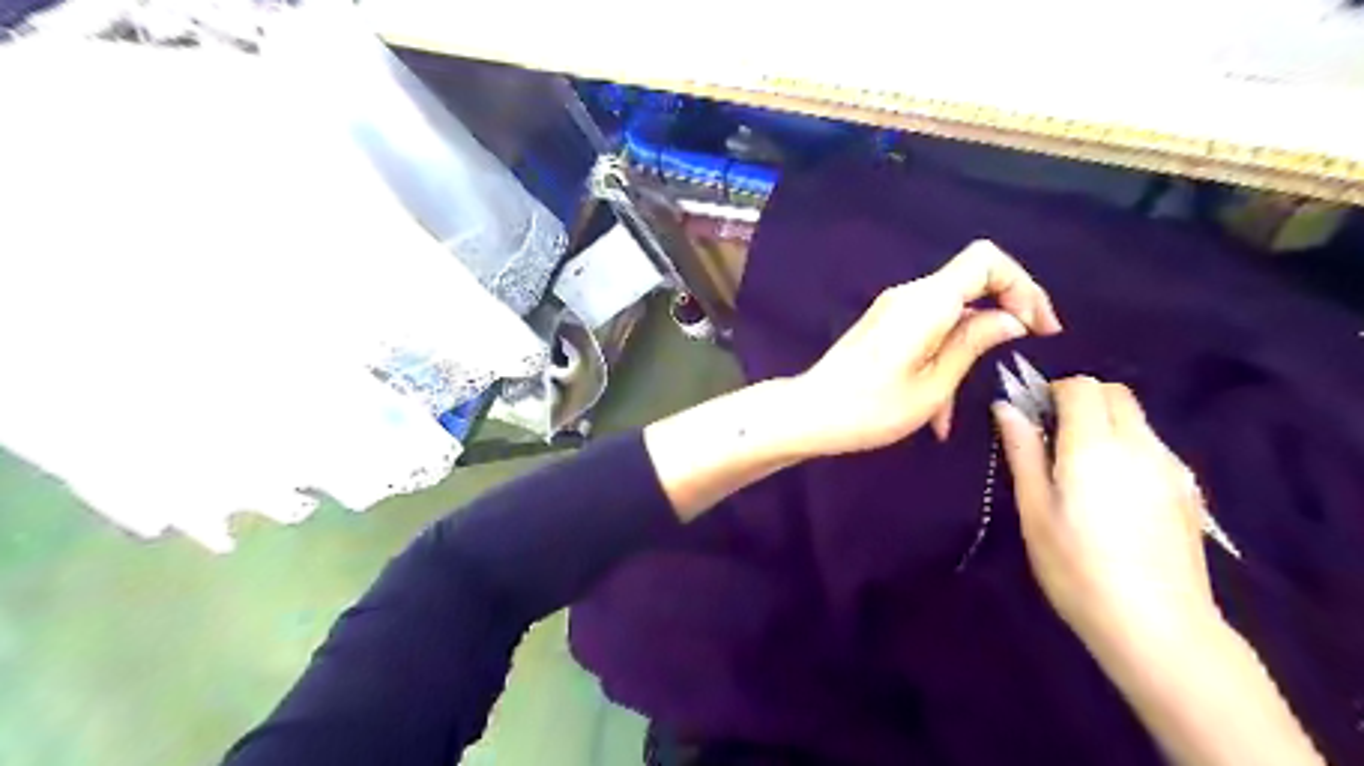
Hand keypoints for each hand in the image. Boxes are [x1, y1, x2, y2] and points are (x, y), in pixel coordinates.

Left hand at [794, 238, 1057, 453]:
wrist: (811, 413)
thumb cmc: (871, 408)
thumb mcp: (933, 385)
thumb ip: (973, 344)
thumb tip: (1011, 319)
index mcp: (926, 303)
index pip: (987, 260)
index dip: (1023, 286)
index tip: (1039, 328)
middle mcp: (910, 295)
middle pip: (973, 280)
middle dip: (1006, 311)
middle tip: (1027, 349)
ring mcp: (894, 309)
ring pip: (952, 310)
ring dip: (972, 343)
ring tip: (967, 400)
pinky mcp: (885, 325)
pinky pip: (929, 326)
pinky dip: (946, 353)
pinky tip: (939, 406)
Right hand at [992, 378, 1225, 652]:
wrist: (1157, 626)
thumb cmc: (1077, 567)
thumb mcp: (1034, 510)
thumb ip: (1023, 452)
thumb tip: (1006, 408)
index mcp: (1094, 446)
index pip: (1081, 386)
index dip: (1053, 392)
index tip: (1034, 418)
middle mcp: (1139, 444)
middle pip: (1115, 393)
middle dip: (1082, 400)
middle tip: (1053, 437)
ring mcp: (1171, 467)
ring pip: (1137, 419)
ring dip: (1105, 424)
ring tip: (1081, 470)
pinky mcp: (1188, 490)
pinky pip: (1153, 446)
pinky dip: (1128, 447)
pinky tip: (1114, 494)